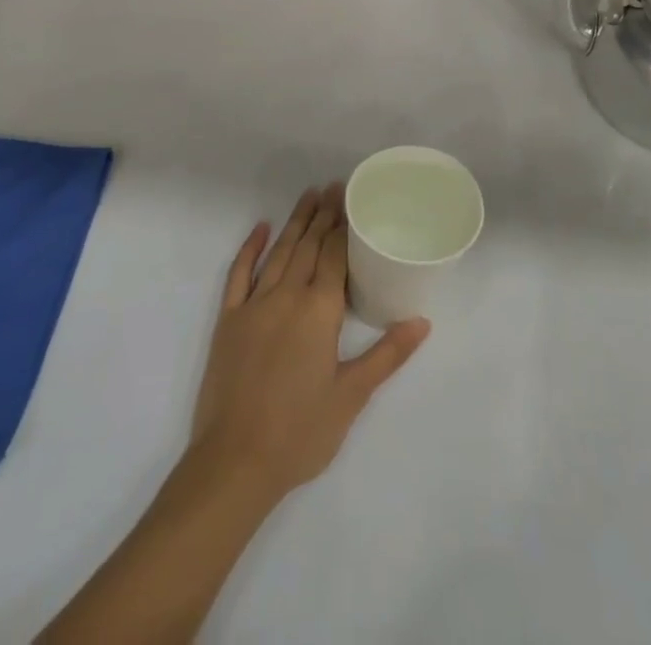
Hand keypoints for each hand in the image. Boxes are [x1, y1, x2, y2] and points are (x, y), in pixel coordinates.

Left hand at [189, 184, 429, 504]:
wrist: (235, 462)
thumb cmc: (300, 433)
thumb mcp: (351, 396)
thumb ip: (387, 355)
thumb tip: (422, 322)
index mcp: (319, 311)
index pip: (334, 256)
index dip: (343, 226)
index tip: (350, 199)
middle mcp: (287, 296)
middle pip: (308, 246)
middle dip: (322, 215)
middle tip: (333, 186)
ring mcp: (254, 305)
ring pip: (279, 252)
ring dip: (294, 222)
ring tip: (308, 196)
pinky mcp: (228, 320)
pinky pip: (238, 274)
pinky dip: (250, 248)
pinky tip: (261, 229)